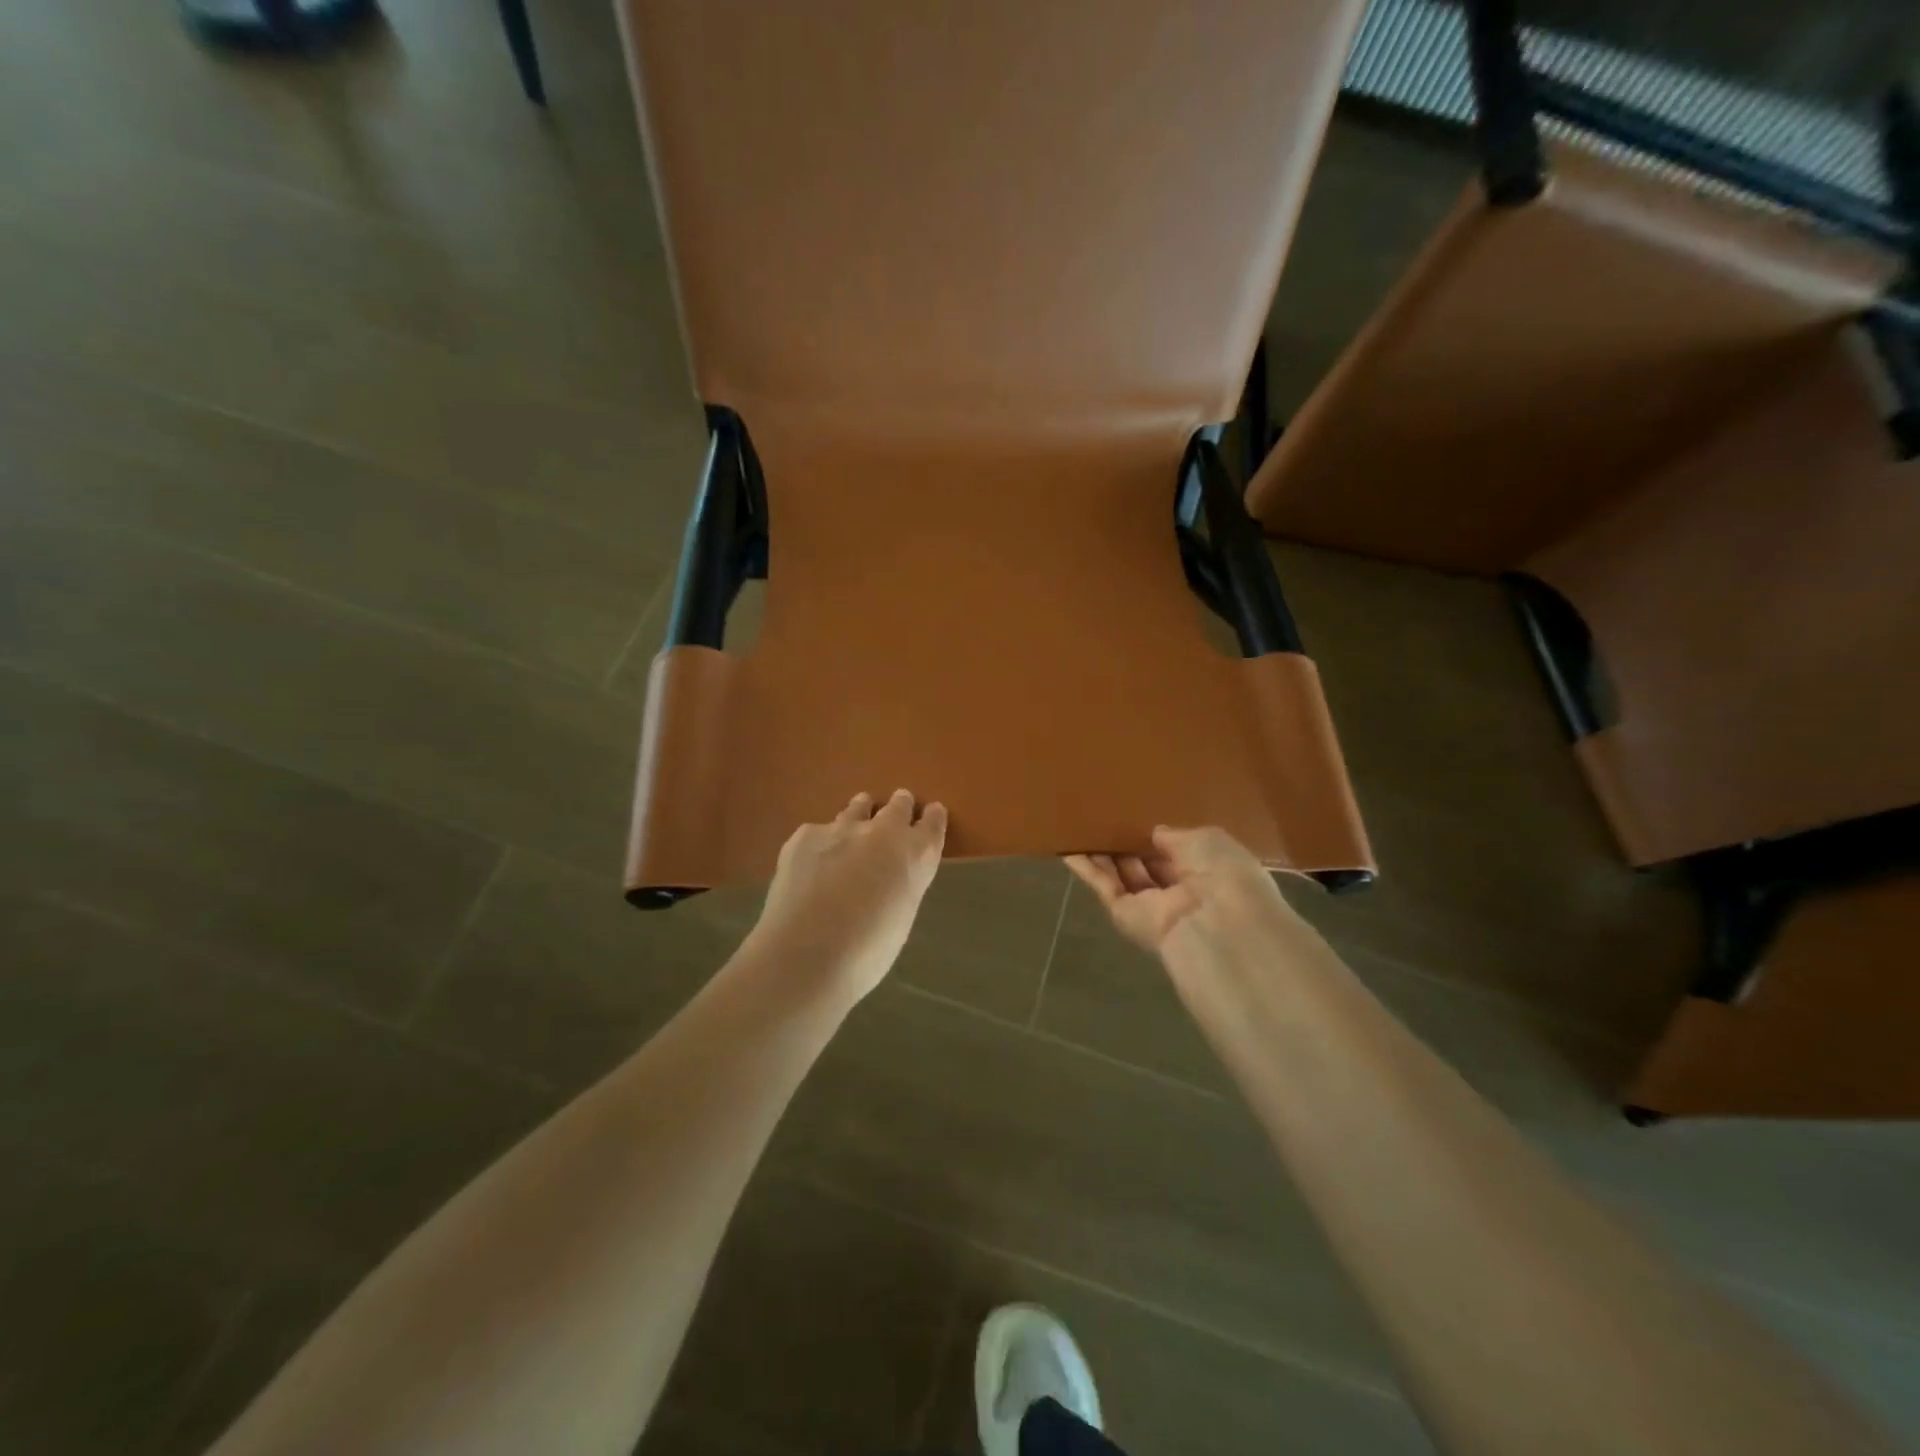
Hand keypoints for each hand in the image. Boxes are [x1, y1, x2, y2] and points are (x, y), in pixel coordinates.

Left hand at [748, 790, 947, 1005]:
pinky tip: (812, 864)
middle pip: (898, 805)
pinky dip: (822, 843)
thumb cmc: (867, 952)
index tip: (930, 815)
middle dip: (899, 808)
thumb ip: (901, 884)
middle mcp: (884, 831)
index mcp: (916, 855)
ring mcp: (842, 828)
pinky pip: (820, 831)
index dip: (931, 818)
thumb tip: (889, 877)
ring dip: (861, 813)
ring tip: (856, 824)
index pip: (932, 822)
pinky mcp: (805, 835)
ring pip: (858, 807)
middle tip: (895, 814)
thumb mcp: (901, 916)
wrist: (805, 955)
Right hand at [1066, 826, 1302, 967]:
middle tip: (1106, 815)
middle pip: (1147, 865)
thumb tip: (1155, 833)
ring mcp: (1150, 906)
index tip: (1138, 814)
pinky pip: (1104, 886)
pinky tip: (1068, 847)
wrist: (1217, 925)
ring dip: (1103, 852)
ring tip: (1081, 824)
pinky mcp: (1124, 915)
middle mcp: (1180, 892)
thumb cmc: (1224, 875)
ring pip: (1122, 875)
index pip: (1178, 853)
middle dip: (1128, 842)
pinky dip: (1086, 868)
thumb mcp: (1208, 839)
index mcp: (1208, 874)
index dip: (1158, 836)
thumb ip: (1177, 834)